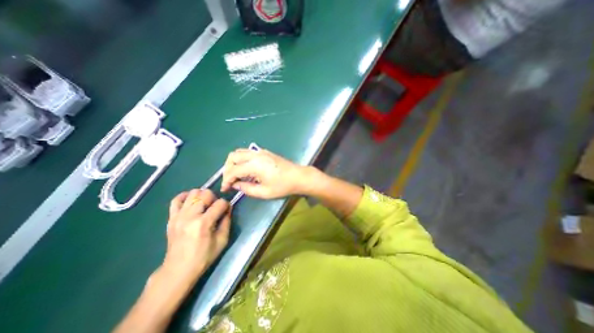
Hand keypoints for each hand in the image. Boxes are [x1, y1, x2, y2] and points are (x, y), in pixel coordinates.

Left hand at [161, 190, 231, 280]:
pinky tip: (191, 201)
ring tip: (204, 205)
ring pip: (193, 193)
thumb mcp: (222, 240)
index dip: (226, 205)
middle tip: (214, 208)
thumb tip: (228, 208)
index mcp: (203, 223)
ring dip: (201, 196)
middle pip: (205, 193)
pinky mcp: (171, 218)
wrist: (178, 269)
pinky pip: (176, 199)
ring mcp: (178, 216)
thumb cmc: (203, 256)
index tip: (226, 211)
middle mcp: (190, 216)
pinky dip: (185, 196)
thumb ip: (227, 221)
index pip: (220, 203)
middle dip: (214, 198)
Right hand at [220, 149, 307, 198]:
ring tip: (235, 175)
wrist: (298, 176)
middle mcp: (255, 155)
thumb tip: (235, 185)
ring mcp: (260, 151)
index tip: (225, 189)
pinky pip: (248, 152)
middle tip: (229, 181)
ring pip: (239, 152)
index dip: (226, 181)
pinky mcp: (265, 152)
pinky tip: (246, 169)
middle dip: (227, 169)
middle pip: (232, 157)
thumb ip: (246, 188)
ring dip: (233, 162)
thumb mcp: (264, 192)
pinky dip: (242, 159)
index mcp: (254, 165)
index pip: (233, 171)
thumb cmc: (282, 186)